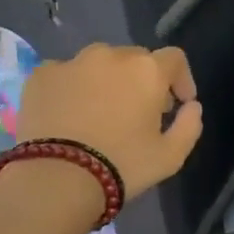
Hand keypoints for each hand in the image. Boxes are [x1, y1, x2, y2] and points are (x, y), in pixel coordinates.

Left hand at [16, 43, 203, 201]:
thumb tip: (191, 107)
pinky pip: (65, 75)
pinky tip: (68, 116)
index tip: (178, 104)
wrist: (56, 178)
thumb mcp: (170, 156)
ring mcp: (72, 62)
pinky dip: (72, 89)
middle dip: (142, 81)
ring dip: (107, 81)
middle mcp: (111, 55)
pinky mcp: (41, 75)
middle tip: (138, 113)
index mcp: (147, 70)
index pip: (175, 59)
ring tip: (99, 112)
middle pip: (136, 59)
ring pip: (99, 64)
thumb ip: (189, 126)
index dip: (181, 79)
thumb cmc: (122, 166)